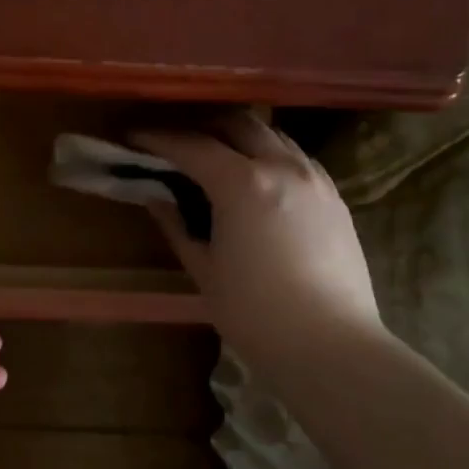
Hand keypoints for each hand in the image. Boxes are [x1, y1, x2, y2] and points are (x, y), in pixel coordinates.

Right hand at [134, 115, 383, 365]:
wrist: (330, 345)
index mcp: (243, 184)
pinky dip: (268, 156)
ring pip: (272, 136)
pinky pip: (296, 158)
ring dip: (239, 137)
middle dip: (202, 127)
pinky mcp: (335, 197)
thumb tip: (156, 196)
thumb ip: (177, 224)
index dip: (158, 139)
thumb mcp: (204, 269)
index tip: (133, 137)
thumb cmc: (254, 314)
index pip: (192, 145)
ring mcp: (315, 179)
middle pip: (237, 123)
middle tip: (176, 145)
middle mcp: (282, 167)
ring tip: (216, 159)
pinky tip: (257, 183)